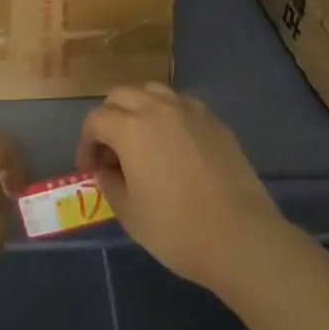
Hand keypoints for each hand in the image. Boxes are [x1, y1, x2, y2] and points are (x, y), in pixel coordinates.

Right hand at [76, 83, 288, 292]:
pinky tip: (174, 144)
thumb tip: (107, 170)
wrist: (241, 237)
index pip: (96, 120)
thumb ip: (110, 184)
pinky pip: (181, 104)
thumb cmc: (177, 229)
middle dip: (109, 118)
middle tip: (112, 152)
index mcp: (131, 128)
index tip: (90, 169)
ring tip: (142, 140)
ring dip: (138, 109)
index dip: (87, 143)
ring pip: (152, 91)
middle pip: (121, 95)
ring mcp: (189, 110)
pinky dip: (168, 115)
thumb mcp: (130, 214)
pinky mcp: (214, 121)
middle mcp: (157, 108)